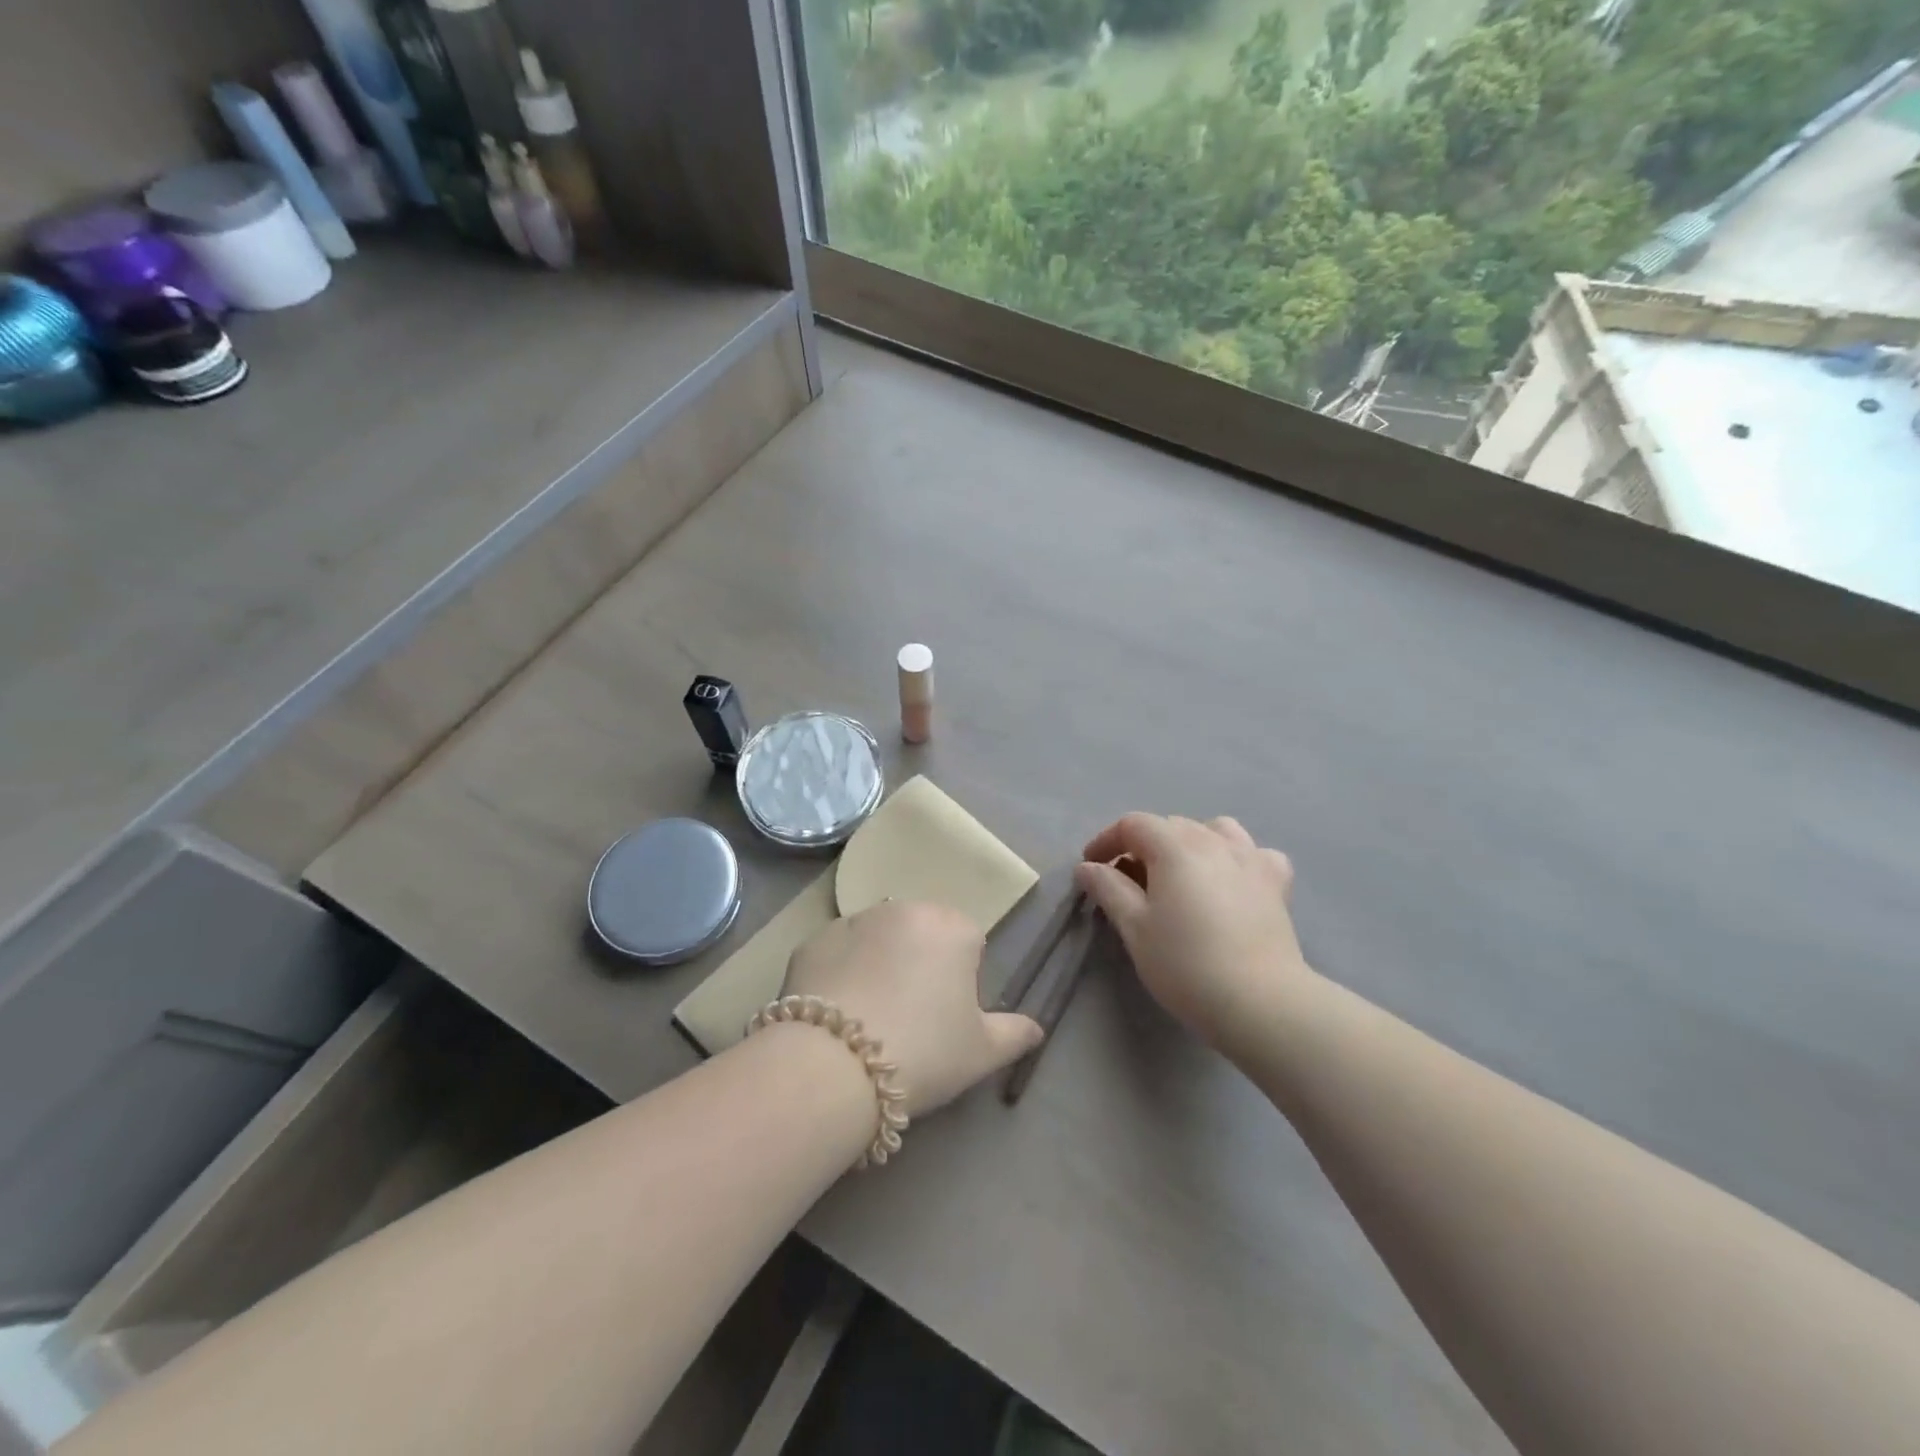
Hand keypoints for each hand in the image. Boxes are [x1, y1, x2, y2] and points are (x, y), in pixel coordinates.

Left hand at [784, 901, 1044, 1117]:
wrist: (834, 1065)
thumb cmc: (924, 1052)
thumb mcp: (982, 1052)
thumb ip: (1015, 1033)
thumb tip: (1036, 1029)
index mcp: (952, 927)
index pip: (968, 943)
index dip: (960, 981)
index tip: (947, 1017)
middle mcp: (903, 909)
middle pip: (921, 934)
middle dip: (919, 964)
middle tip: (910, 1017)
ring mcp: (852, 921)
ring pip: (876, 939)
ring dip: (878, 963)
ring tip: (868, 1017)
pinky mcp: (812, 941)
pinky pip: (836, 953)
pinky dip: (839, 973)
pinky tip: (835, 1014)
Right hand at [1074, 814, 1308, 1058]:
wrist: (1259, 1001)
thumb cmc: (1185, 964)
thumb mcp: (1134, 927)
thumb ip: (1108, 889)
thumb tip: (1087, 867)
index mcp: (1174, 846)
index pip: (1133, 824)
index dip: (1107, 841)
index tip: (1092, 867)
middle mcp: (1213, 840)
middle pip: (1170, 825)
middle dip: (1143, 845)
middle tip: (1128, 880)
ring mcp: (1250, 858)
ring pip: (1214, 830)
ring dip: (1189, 843)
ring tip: (1180, 873)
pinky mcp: (1276, 882)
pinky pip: (1253, 853)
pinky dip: (1236, 858)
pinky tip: (1230, 881)